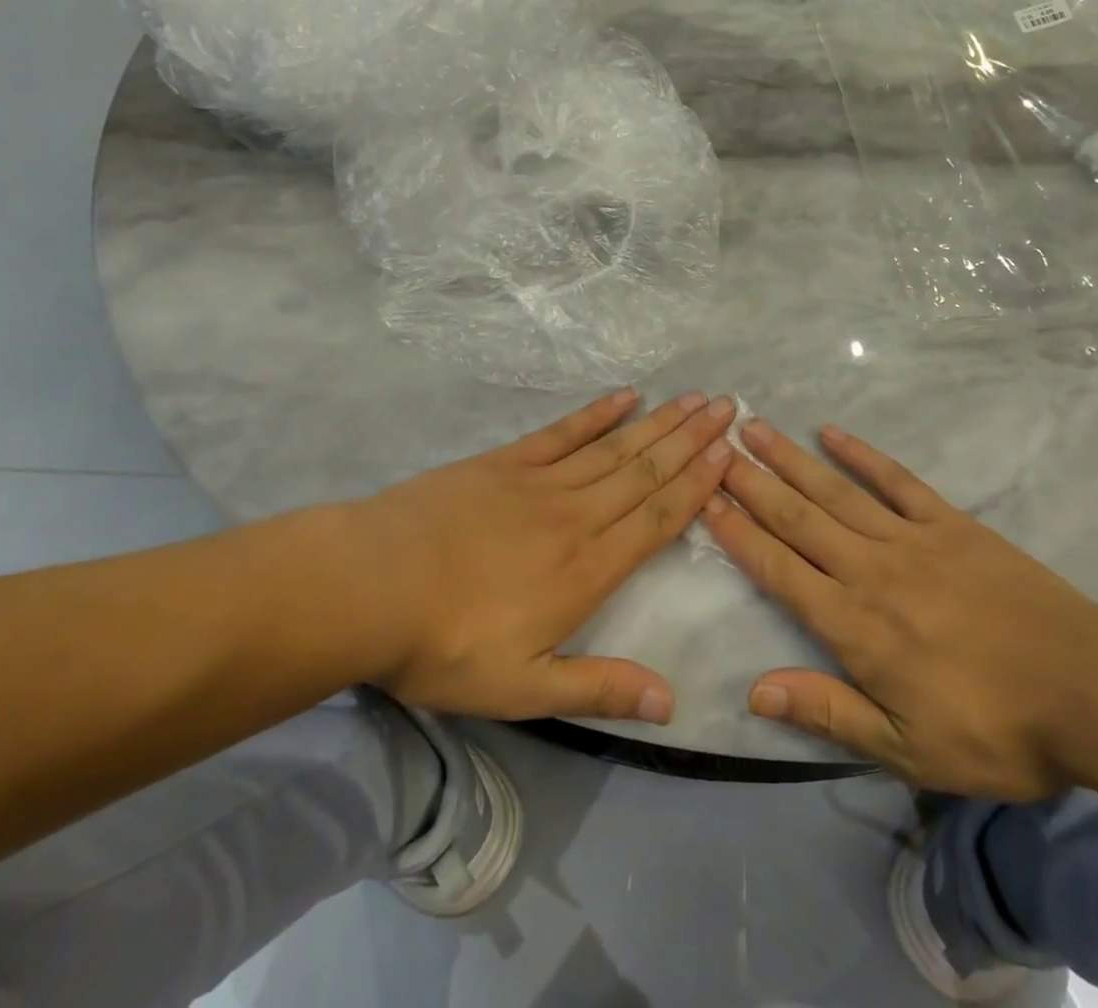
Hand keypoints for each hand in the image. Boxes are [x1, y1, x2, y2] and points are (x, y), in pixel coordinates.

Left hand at [296, 389, 734, 724]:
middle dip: (691, 440)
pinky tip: (625, 396)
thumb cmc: (444, 645)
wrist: (369, 586)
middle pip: (645, 472)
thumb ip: (598, 689)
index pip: (656, 520)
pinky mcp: (505, 462)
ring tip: (694, 398)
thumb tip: (671, 701)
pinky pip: (562, 432)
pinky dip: (597, 413)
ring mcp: (540, 482)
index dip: (696, 486)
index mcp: (586, 570)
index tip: (728, 454)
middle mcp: (576, 516)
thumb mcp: (521, 690)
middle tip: (727, 407)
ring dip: (659, 422)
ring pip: (615, 447)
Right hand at [702, 420, 1097, 798]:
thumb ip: (828, 711)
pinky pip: (896, 480)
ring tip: (755, 427)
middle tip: (717, 446)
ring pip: (836, 491)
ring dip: (791, 459)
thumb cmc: (994, 729)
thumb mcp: (907, 747)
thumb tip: (755, 691)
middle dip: (752, 482)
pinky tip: (832, 432)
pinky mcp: (950, 523)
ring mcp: (911, 539)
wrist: (1088, 688)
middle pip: (798, 518)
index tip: (706, 499)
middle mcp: (870, 570)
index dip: (738, 534)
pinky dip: (862, 454)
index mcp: (854, 625)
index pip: (779, 570)